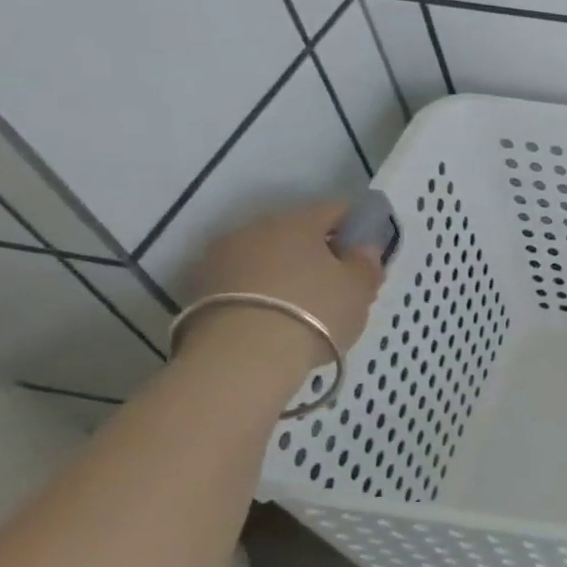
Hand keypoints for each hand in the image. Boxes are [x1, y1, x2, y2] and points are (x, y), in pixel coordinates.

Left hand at [187, 200, 385, 365]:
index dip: (357, 226)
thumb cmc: (314, 312)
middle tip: (340, 284)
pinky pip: (244, 282)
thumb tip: (363, 249)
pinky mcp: (198, 290)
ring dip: (286, 272)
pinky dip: (262, 293)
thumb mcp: (359, 289)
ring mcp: (220, 258)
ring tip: (306, 307)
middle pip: (296, 233)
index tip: (368, 251)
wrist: (241, 358)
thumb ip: (366, 263)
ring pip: (266, 257)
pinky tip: (276, 319)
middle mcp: (255, 229)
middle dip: (319, 252)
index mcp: (297, 221)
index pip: (336, 209)